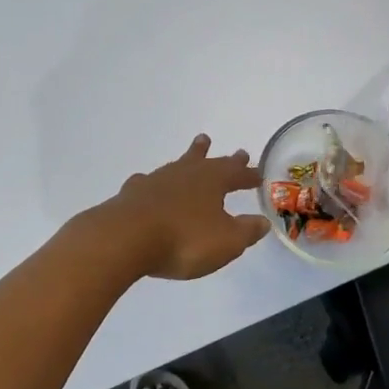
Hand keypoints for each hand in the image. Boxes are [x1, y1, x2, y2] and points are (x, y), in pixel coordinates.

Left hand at [93, 135, 270, 280]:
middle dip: (224, 159)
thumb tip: (262, 221)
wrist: (126, 237)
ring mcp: (155, 181)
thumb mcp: (226, 241)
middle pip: (208, 161)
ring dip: (190, 158)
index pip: (235, 174)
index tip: (258, 174)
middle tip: (238, 151)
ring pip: (178, 164)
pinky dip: (154, 182)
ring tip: (197, 147)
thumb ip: (246, 231)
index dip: (248, 175)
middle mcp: (184, 174)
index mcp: (211, 181)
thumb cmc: (184, 239)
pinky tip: (149, 183)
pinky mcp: (132, 194)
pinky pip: (148, 182)